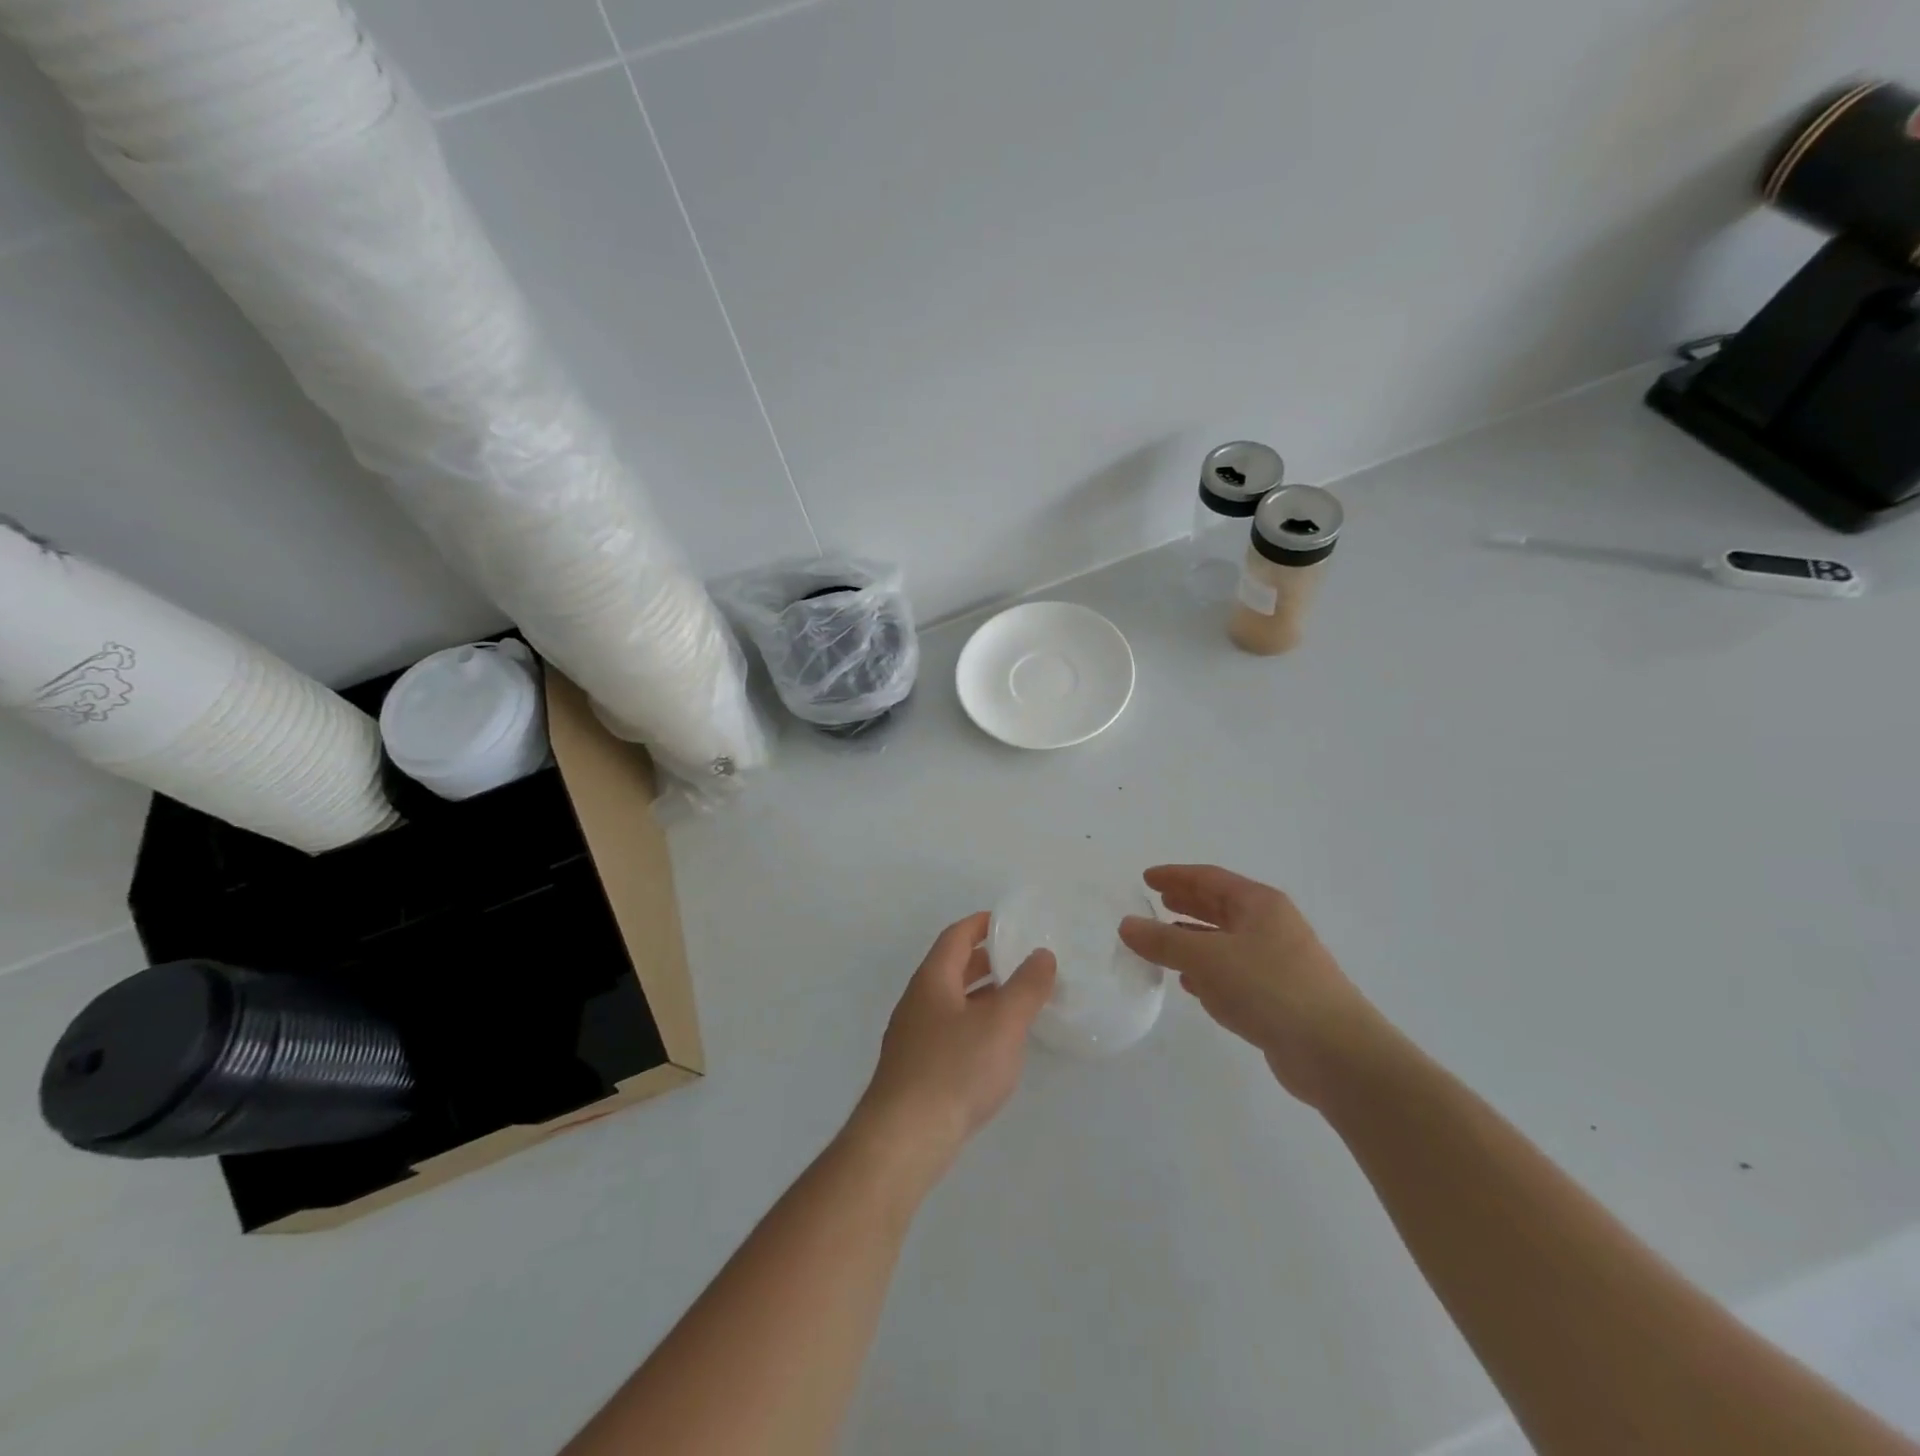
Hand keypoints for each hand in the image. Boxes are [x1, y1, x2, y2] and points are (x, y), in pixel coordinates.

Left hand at [853, 912, 1055, 1175]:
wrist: (905, 1137)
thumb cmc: (955, 1069)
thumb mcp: (1002, 1023)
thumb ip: (1026, 987)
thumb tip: (1042, 954)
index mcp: (932, 979)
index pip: (956, 936)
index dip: (981, 924)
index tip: (1008, 921)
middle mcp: (918, 1001)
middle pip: (952, 968)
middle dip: (986, 960)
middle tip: (1021, 959)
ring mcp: (913, 1036)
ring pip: (952, 1001)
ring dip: (983, 994)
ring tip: (1017, 1000)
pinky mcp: (917, 1068)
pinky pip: (950, 1030)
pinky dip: (975, 1024)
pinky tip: (996, 1046)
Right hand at [1119, 865, 1382, 1105]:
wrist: (1336, 1053)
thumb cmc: (1270, 988)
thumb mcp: (1208, 958)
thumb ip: (1164, 941)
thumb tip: (1127, 925)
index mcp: (1259, 904)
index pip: (1209, 878)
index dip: (1176, 876)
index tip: (1146, 878)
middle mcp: (1270, 927)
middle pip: (1220, 907)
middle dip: (1187, 904)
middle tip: (1155, 902)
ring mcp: (1277, 963)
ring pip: (1226, 942)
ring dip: (1195, 940)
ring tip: (1163, 942)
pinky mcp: (1278, 997)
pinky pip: (1234, 974)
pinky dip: (1210, 973)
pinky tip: (1191, 985)